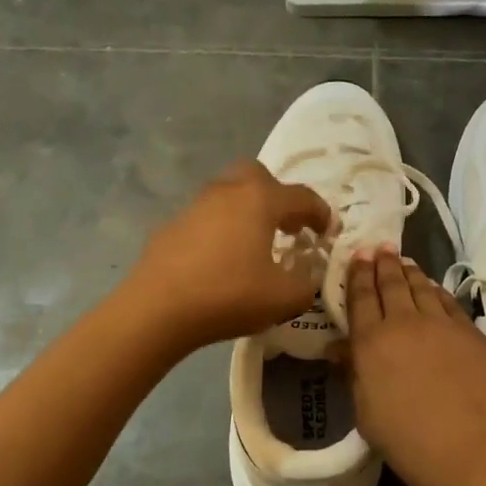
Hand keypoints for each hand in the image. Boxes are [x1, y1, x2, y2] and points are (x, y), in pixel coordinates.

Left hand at [128, 161, 333, 350]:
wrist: (156, 309)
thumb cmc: (229, 295)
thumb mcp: (285, 298)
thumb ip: (306, 284)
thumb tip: (304, 276)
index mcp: (260, 200)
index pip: (302, 196)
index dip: (321, 213)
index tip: (328, 233)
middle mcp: (228, 192)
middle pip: (258, 176)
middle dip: (278, 196)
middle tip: (287, 227)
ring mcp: (194, 206)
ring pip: (229, 195)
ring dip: (247, 213)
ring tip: (255, 246)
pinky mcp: (170, 227)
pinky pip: (206, 219)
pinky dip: (220, 231)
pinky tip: (220, 262)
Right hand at [340, 247, 485, 485]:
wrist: (473, 451)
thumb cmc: (408, 441)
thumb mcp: (366, 414)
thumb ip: (354, 373)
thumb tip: (337, 348)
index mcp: (372, 342)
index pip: (361, 297)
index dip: (358, 273)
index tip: (358, 254)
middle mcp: (405, 323)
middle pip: (392, 284)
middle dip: (383, 263)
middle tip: (380, 247)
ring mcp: (443, 325)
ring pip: (422, 287)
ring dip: (410, 272)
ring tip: (404, 261)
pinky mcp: (472, 333)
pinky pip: (449, 302)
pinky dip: (437, 291)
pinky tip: (433, 289)